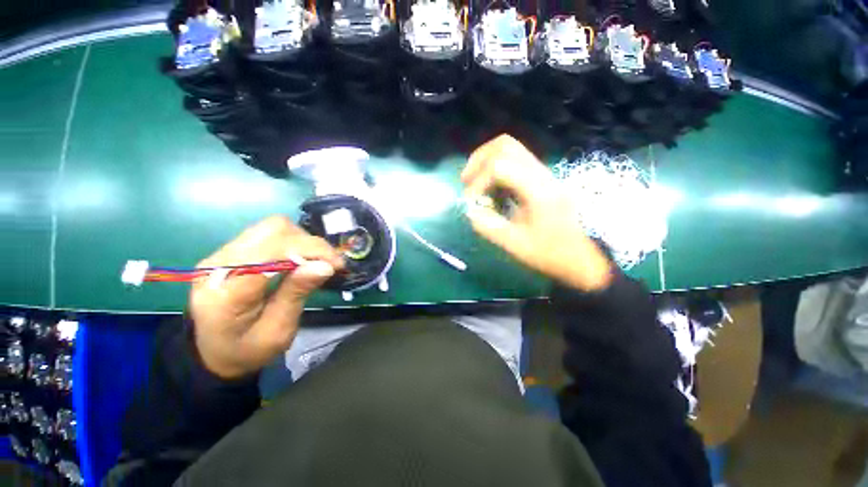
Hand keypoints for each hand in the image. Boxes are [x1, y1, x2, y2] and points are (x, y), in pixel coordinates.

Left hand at [189, 216, 344, 378]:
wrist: (214, 352)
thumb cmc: (247, 350)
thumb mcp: (277, 331)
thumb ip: (296, 294)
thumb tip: (325, 265)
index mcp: (226, 293)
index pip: (271, 252)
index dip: (309, 251)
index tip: (336, 264)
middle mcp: (218, 265)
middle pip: (273, 231)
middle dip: (309, 244)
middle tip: (329, 263)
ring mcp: (222, 254)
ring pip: (273, 227)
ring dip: (302, 241)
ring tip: (315, 261)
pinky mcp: (231, 251)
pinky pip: (269, 234)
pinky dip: (293, 242)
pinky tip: (300, 259)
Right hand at [462, 135, 612, 291]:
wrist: (579, 256)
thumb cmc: (550, 253)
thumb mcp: (516, 245)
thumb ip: (488, 226)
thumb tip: (469, 211)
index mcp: (537, 189)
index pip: (500, 166)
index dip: (478, 181)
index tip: (471, 202)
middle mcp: (540, 174)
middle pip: (505, 145)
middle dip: (479, 160)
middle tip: (466, 181)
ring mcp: (541, 174)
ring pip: (509, 149)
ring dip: (486, 162)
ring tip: (475, 183)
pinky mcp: (539, 179)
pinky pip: (513, 162)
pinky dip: (495, 170)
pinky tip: (491, 190)